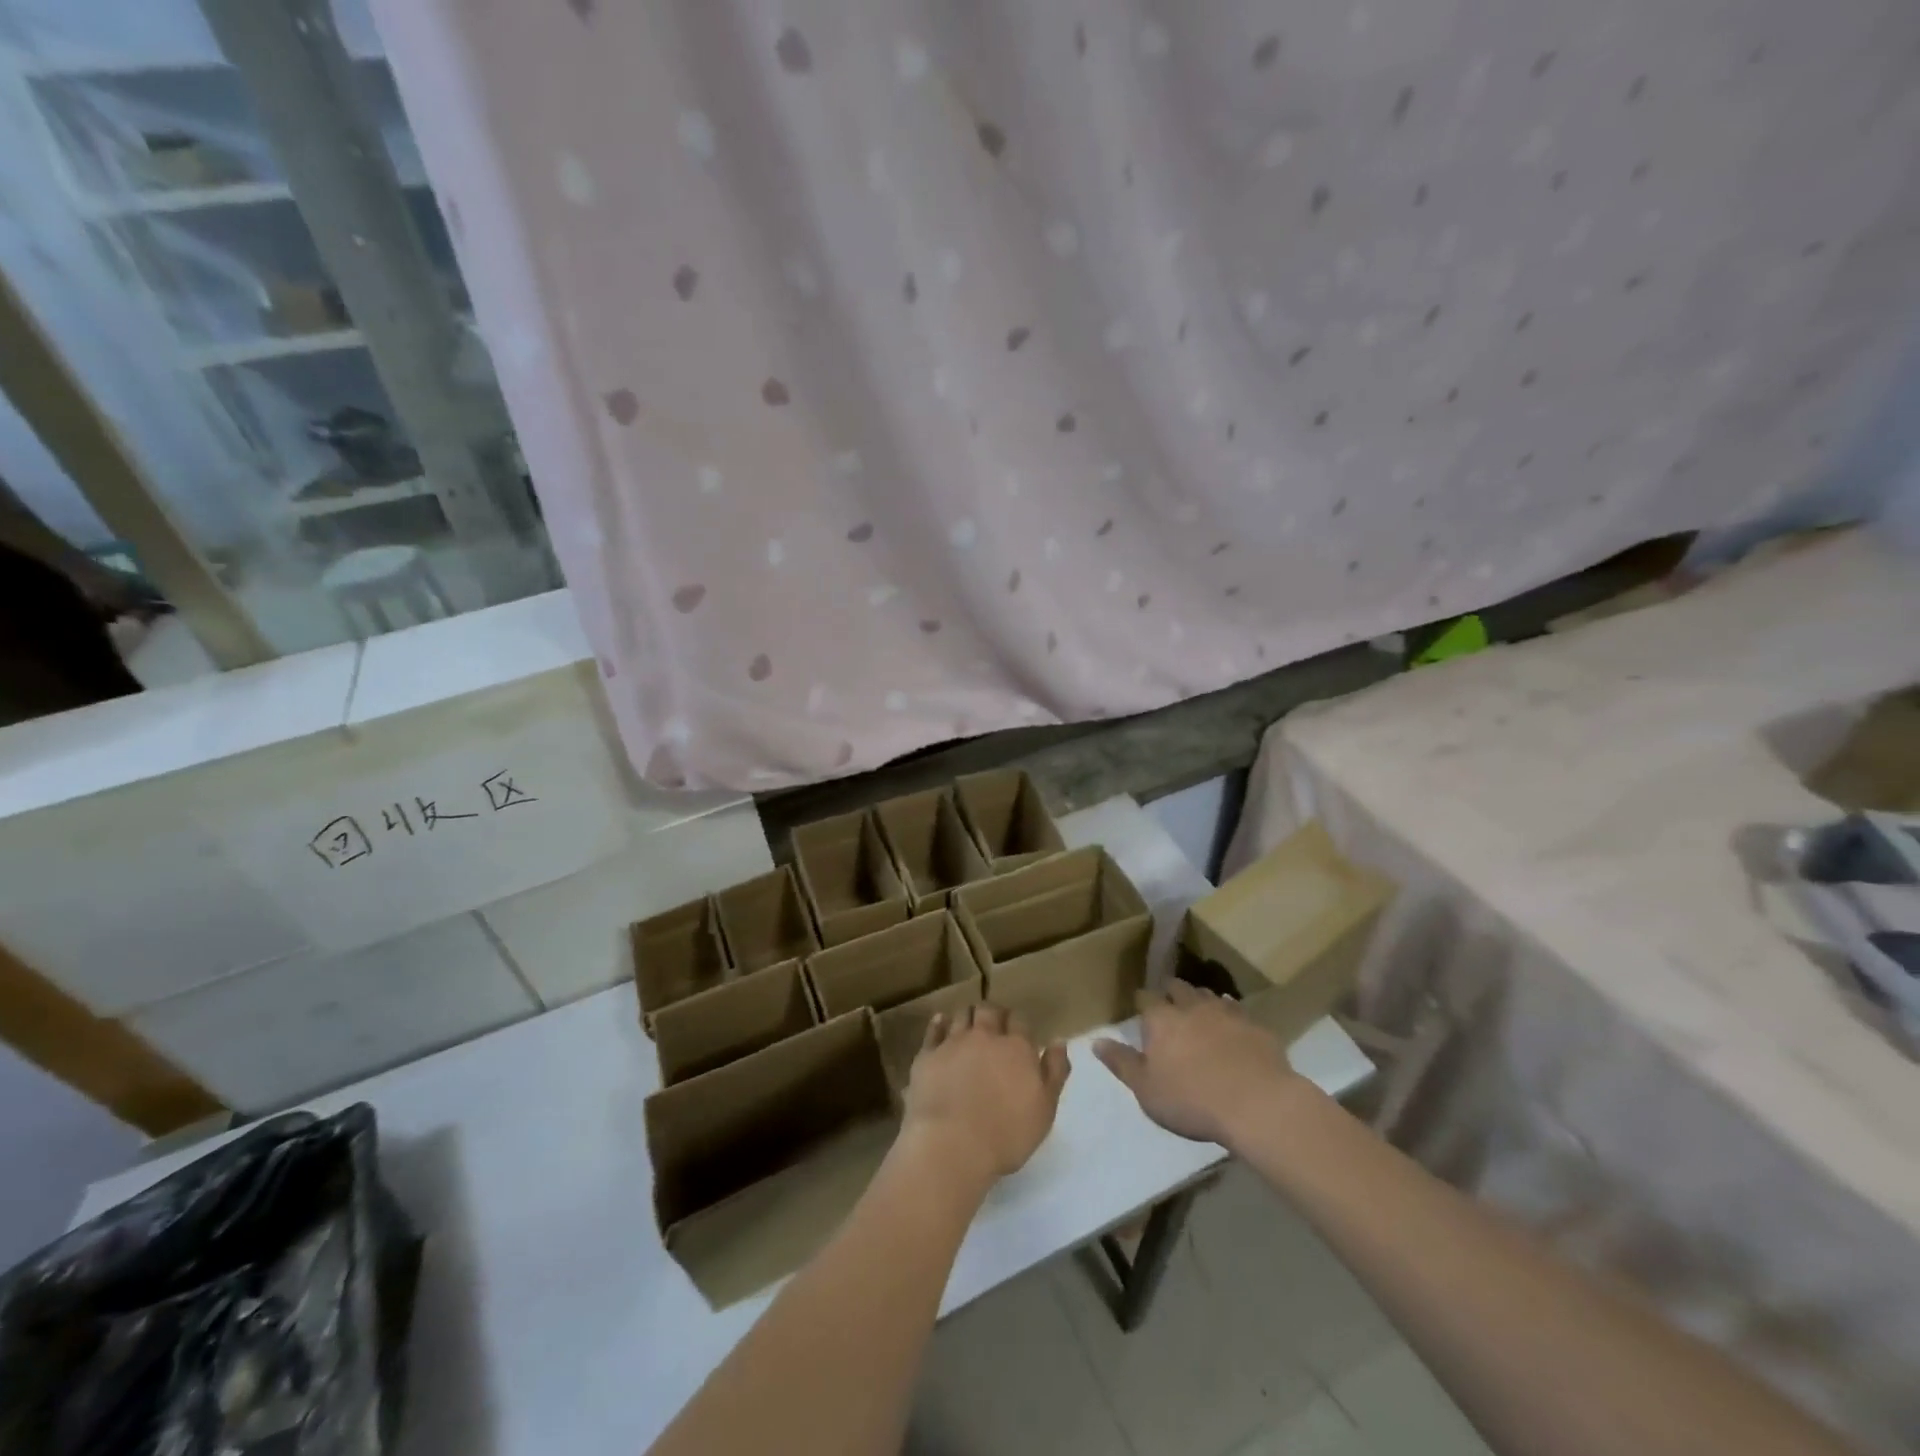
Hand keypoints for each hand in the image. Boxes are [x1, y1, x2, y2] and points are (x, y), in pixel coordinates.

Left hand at [901, 1003, 1069, 1192]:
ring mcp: (953, 1042)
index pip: (1020, 1020)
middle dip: (993, 1013)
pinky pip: (934, 1029)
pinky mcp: (928, 1054)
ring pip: (962, 1014)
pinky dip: (939, 1023)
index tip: (1018, 1033)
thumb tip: (1058, 1041)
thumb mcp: (1045, 1109)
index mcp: (1016, 1047)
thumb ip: (1055, 1071)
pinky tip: (941, 1023)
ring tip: (969, 1025)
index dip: (1018, 1023)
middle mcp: (985, 1036)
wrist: (952, 1144)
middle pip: (989, 1010)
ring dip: (968, 1016)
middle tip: (994, 1024)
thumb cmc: (1006, 1134)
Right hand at [1094, 981, 1298, 1145]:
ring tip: (1200, 1014)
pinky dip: (1230, 1014)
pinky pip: (1238, 1011)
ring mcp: (1226, 1012)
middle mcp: (1191, 1006)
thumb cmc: (1192, 1100)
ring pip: (1208, 995)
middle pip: (1178, 988)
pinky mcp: (1255, 1025)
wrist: (1257, 1104)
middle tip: (1170, 1008)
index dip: (1142, 1002)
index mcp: (1161, 1019)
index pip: (1145, 998)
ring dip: (1201, 1001)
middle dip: (1172, 993)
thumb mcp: (1146, 1090)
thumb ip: (1121, 1063)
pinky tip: (1233, 1026)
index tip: (1142, 1010)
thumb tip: (1096, 1041)